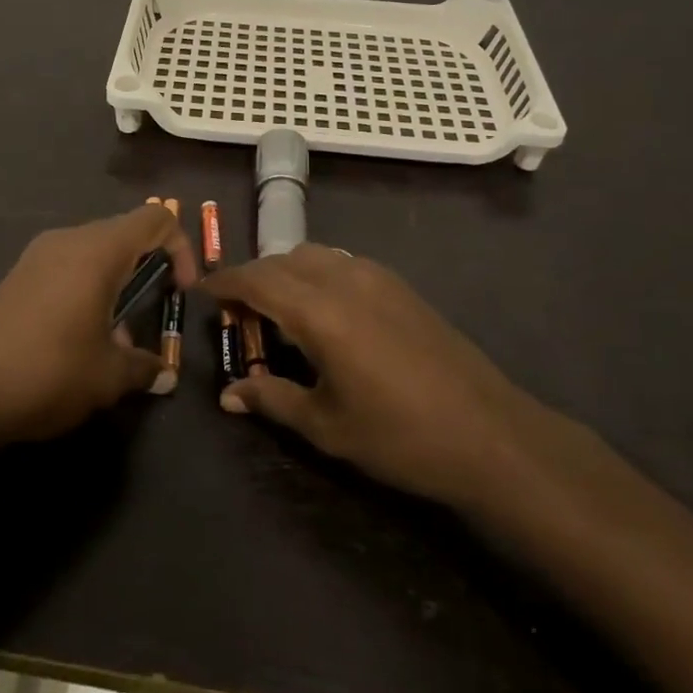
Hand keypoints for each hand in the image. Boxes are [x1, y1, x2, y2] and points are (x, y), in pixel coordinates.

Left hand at [0, 204, 198, 445]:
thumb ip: (144, 367)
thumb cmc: (47, 371)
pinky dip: (87, 290)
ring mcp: (38, 256)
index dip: (181, 248)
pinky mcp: (17, 277)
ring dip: (117, 285)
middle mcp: (68, 240)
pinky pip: (67, 268)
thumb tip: (163, 373)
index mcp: (98, 250)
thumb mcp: (107, 377)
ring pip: (95, 253)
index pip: (155, 218)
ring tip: (116, 341)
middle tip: (154, 314)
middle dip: (149, 270)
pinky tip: (79, 339)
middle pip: (125, 234)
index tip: (182, 291)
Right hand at [203, 245, 529, 509]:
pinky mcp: (400, 286)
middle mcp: (345, 279)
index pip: (257, 279)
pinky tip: (323, 312)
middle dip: (253, 278)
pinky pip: (342, 263)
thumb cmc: (400, 437)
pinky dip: (317, 274)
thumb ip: (272, 400)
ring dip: (286, 272)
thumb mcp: (327, 426)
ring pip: (314, 255)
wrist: (490, 435)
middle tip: (237, 312)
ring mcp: (377, 277)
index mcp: (320, 311)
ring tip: (277, 311)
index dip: (225, 282)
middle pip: (283, 260)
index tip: (201, 292)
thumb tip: (228, 395)